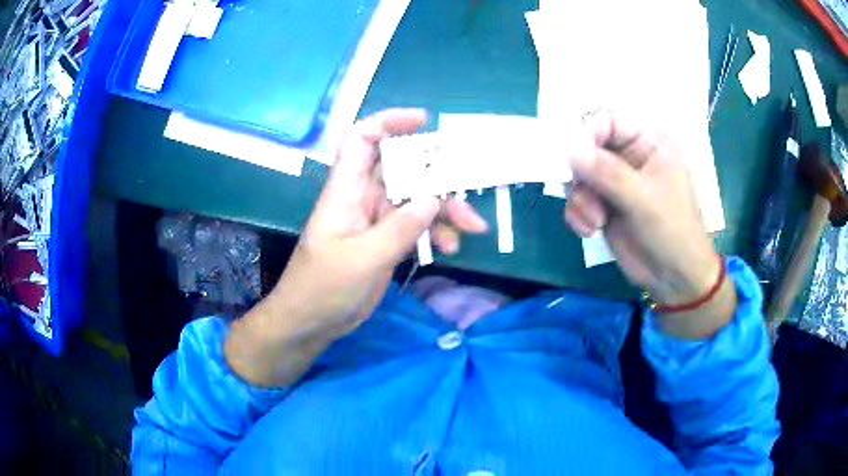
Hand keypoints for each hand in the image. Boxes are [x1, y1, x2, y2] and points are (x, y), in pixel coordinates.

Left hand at [226, 109, 487, 385]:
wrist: (311, 323)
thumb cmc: (322, 288)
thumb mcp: (362, 259)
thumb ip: (399, 228)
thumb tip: (434, 198)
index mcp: (346, 191)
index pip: (362, 140)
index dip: (389, 122)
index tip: (425, 122)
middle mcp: (363, 199)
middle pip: (403, 170)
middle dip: (437, 178)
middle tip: (466, 197)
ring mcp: (377, 222)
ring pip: (417, 200)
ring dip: (445, 211)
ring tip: (470, 230)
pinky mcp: (388, 243)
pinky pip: (418, 227)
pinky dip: (436, 233)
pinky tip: (449, 249)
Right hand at [564, 110, 736, 338]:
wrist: (675, 279)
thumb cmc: (673, 232)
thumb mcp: (644, 200)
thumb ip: (608, 173)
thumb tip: (570, 149)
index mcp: (647, 143)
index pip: (608, 120)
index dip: (587, 133)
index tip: (573, 157)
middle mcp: (629, 157)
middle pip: (588, 147)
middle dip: (581, 173)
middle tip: (582, 194)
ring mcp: (615, 182)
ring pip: (579, 175)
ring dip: (580, 200)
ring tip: (594, 221)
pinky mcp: (604, 205)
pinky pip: (579, 199)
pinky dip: (578, 214)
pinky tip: (589, 230)